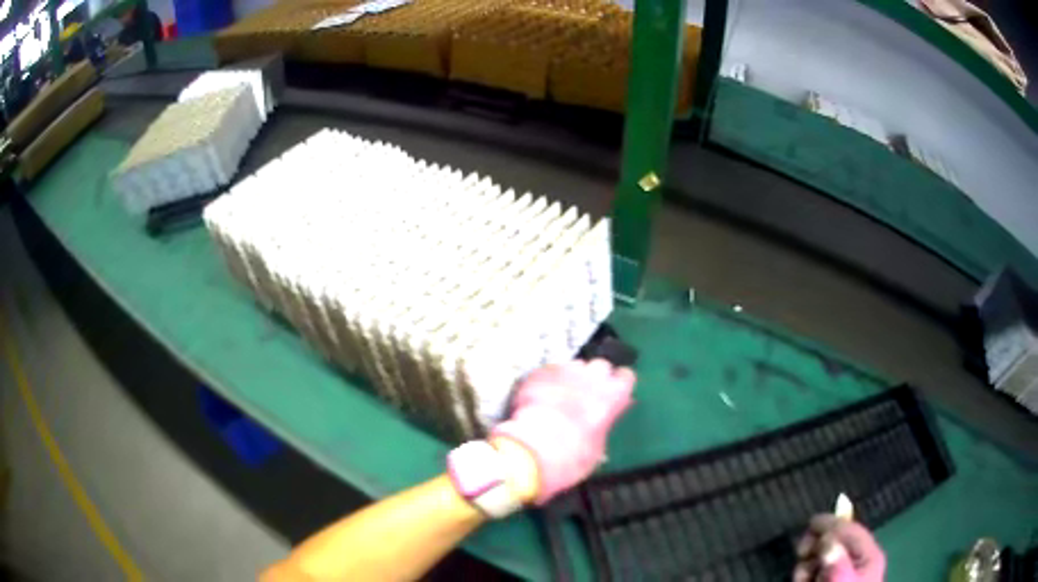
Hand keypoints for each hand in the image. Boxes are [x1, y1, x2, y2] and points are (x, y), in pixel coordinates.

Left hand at [491, 359, 635, 504]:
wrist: (532, 451)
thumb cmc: (571, 458)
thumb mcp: (598, 447)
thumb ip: (605, 423)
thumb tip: (607, 418)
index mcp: (613, 396)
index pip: (626, 376)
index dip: (618, 385)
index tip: (613, 395)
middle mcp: (592, 377)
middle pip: (600, 365)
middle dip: (594, 377)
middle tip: (586, 396)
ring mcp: (564, 372)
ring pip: (573, 365)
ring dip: (571, 377)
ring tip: (561, 396)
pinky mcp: (538, 373)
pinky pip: (547, 372)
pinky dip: (546, 382)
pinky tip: (540, 397)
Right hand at [795, 514, 885, 581]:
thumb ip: (836, 562)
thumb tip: (826, 539)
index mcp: (868, 555)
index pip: (851, 530)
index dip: (831, 524)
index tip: (810, 523)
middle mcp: (859, 561)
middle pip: (837, 541)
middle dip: (817, 546)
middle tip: (801, 554)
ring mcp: (846, 574)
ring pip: (824, 558)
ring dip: (809, 563)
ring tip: (801, 579)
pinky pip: (819, 572)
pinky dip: (808, 575)